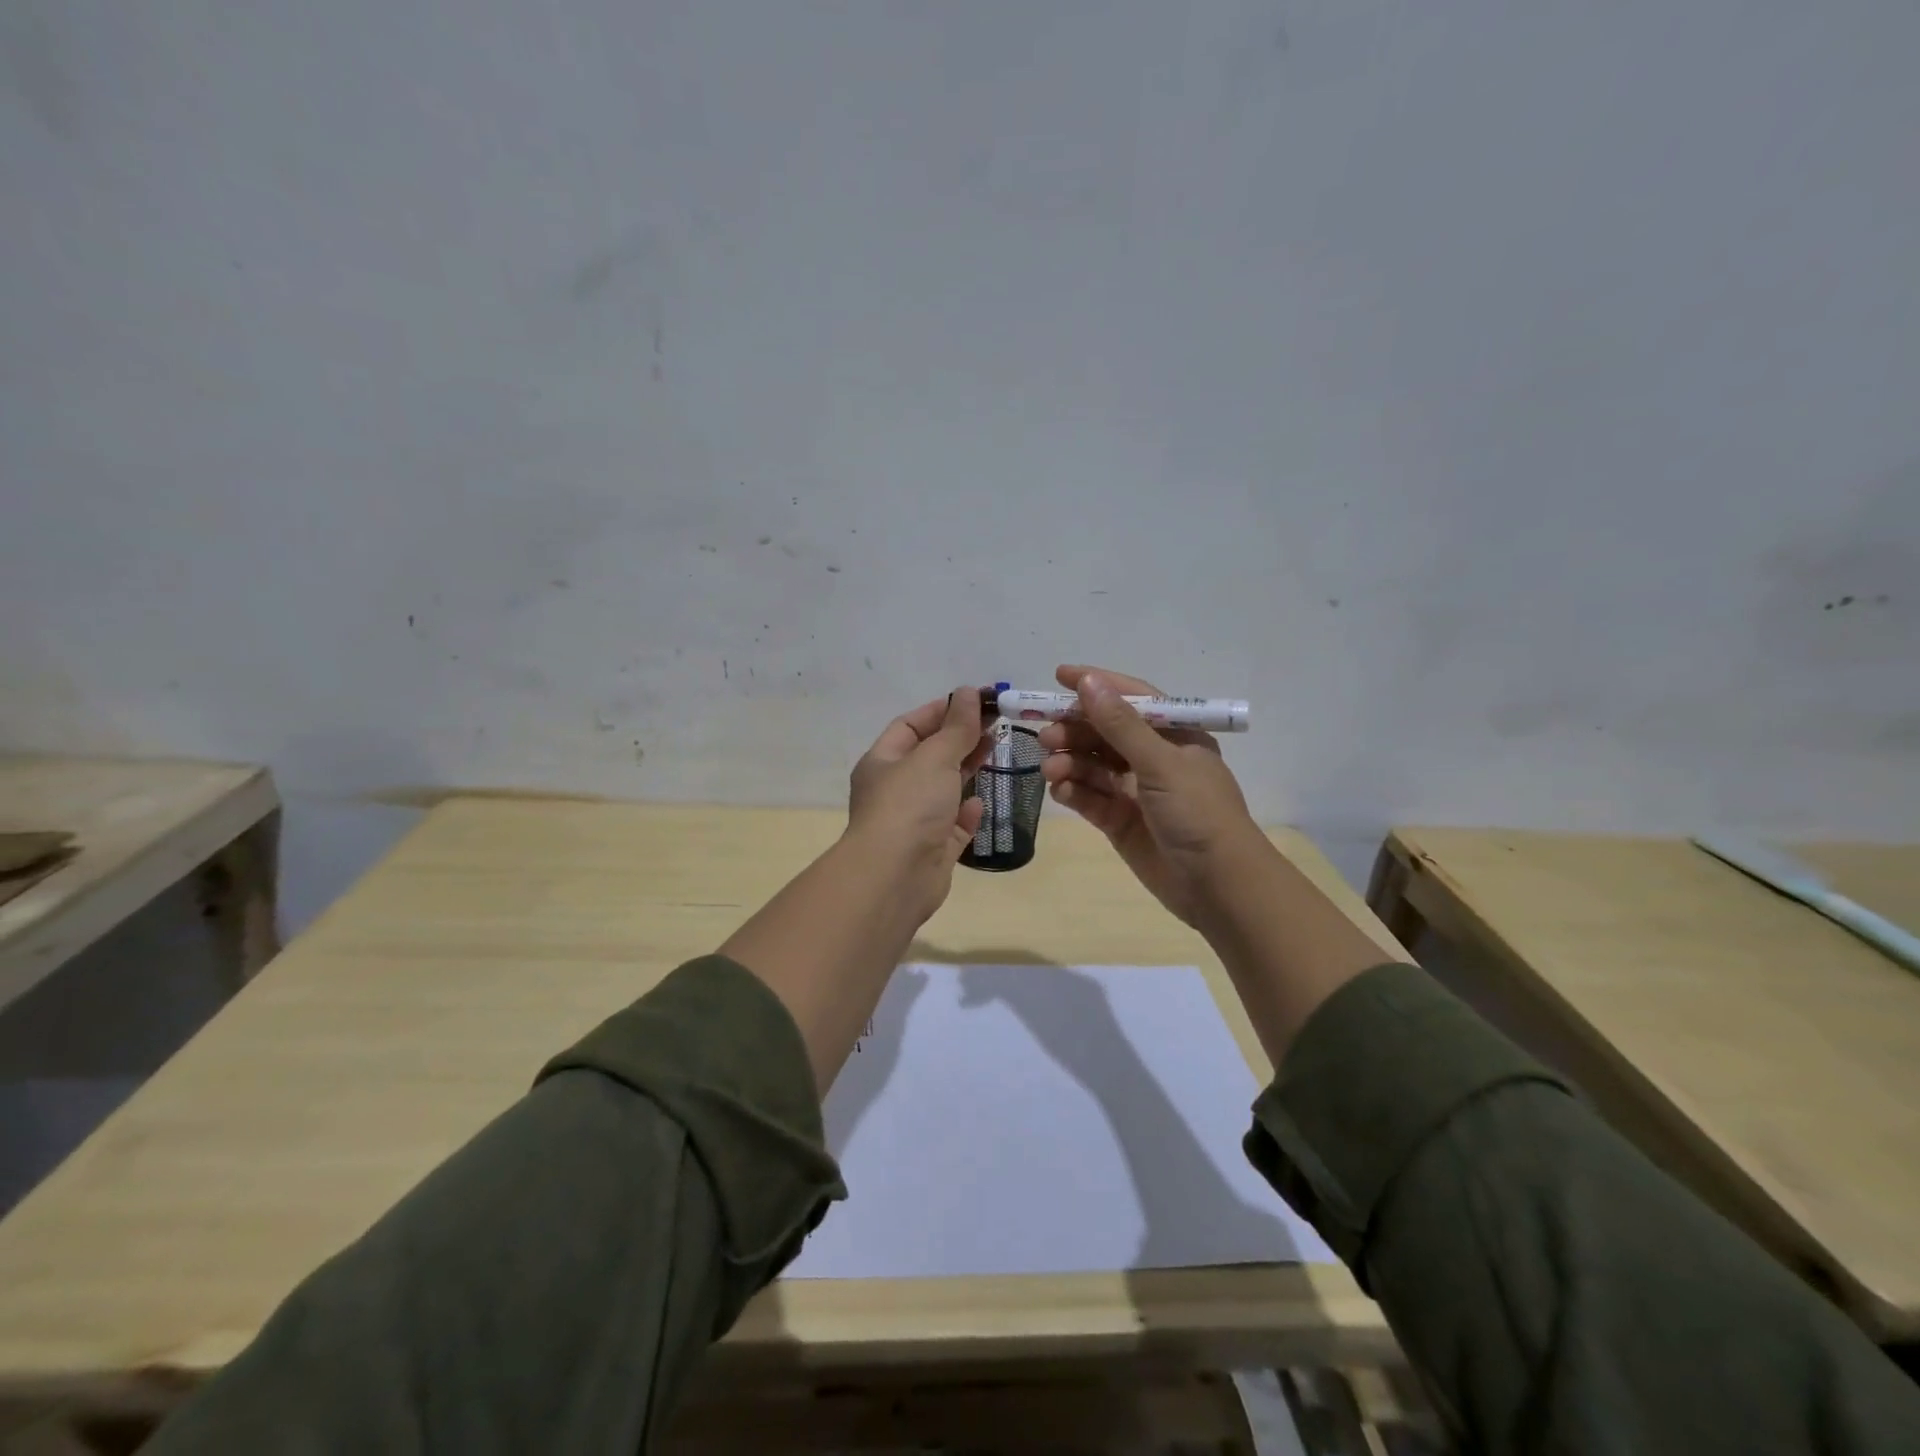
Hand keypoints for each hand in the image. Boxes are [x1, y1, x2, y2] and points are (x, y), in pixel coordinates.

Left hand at [845, 688, 992, 918]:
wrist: (894, 877)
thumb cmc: (909, 806)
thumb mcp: (934, 757)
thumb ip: (956, 727)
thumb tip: (968, 692)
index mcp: (883, 762)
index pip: (910, 725)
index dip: (942, 710)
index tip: (976, 701)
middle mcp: (894, 790)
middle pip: (930, 756)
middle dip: (960, 738)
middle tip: (996, 724)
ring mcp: (913, 821)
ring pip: (943, 789)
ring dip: (966, 771)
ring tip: (996, 752)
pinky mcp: (932, 850)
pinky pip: (952, 825)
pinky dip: (966, 813)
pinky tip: (981, 803)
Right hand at [1038, 665, 1261, 925]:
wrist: (1218, 886)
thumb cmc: (1198, 812)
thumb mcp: (1160, 762)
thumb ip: (1120, 725)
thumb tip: (1088, 682)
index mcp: (1174, 735)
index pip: (1131, 699)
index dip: (1096, 685)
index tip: (1058, 676)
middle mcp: (1154, 758)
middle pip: (1105, 732)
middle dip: (1075, 729)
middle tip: (1045, 735)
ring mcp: (1135, 791)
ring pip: (1093, 765)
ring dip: (1070, 761)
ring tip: (1050, 768)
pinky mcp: (1121, 821)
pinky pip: (1090, 797)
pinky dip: (1073, 791)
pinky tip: (1059, 789)